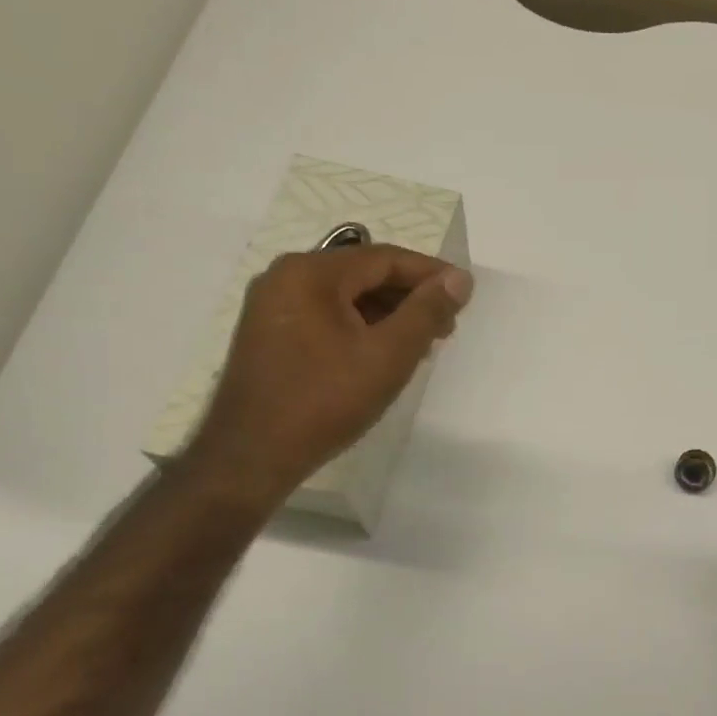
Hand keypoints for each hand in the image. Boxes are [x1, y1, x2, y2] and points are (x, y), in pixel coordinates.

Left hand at [180, 244, 472, 510]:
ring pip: (345, 296)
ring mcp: (272, 306)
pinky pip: (325, 315)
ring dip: (387, 313)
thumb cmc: (325, 401)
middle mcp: (285, 277)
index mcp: (310, 273)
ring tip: (422, 343)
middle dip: (409, 296)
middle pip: (363, 273)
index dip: (430, 273)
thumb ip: (427, 312)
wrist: (251, 457)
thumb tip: (459, 279)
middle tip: (447, 324)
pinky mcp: (269, 334)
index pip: (383, 258)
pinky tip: (383, 353)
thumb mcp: (388, 355)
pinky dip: (360, 326)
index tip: (465, 292)